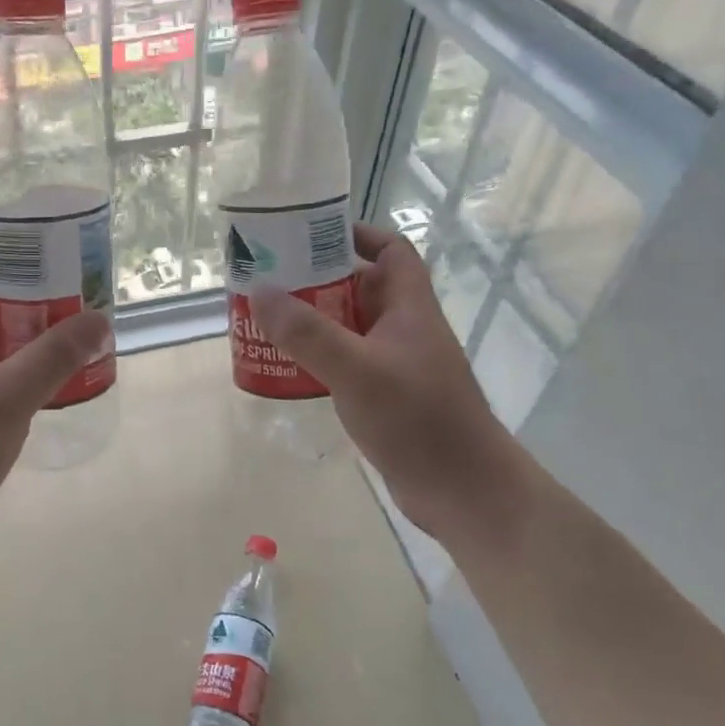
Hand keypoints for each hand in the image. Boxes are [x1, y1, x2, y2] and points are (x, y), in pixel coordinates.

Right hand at [250, 224, 517, 532]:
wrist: (463, 492)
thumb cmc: (418, 419)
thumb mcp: (357, 370)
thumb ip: (308, 332)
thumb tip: (261, 291)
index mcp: (409, 307)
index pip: (391, 251)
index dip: (358, 234)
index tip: (312, 233)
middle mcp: (404, 329)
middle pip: (360, 287)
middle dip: (317, 279)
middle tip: (270, 278)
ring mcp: (396, 364)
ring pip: (349, 327)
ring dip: (313, 320)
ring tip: (267, 318)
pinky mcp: (386, 396)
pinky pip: (347, 362)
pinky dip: (319, 357)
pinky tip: (288, 365)